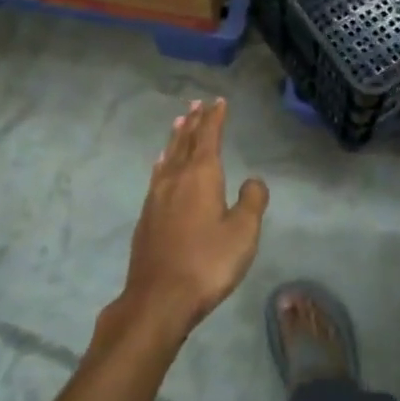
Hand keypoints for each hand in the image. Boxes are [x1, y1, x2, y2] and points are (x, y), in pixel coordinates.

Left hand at [120, 98, 267, 340]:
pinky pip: (158, 173)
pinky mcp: (147, 215)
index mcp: (201, 175)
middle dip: (194, 121)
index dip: (215, 117)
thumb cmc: (207, 263)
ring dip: (177, 136)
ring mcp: (157, 196)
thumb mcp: (243, 233)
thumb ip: (252, 201)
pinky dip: (164, 160)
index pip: (209, 136)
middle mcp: (176, 177)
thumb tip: (252, 180)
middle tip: (197, 103)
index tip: (219, 101)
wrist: (158, 299)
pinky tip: (162, 163)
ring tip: (180, 121)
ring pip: (169, 155)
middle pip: (186, 140)